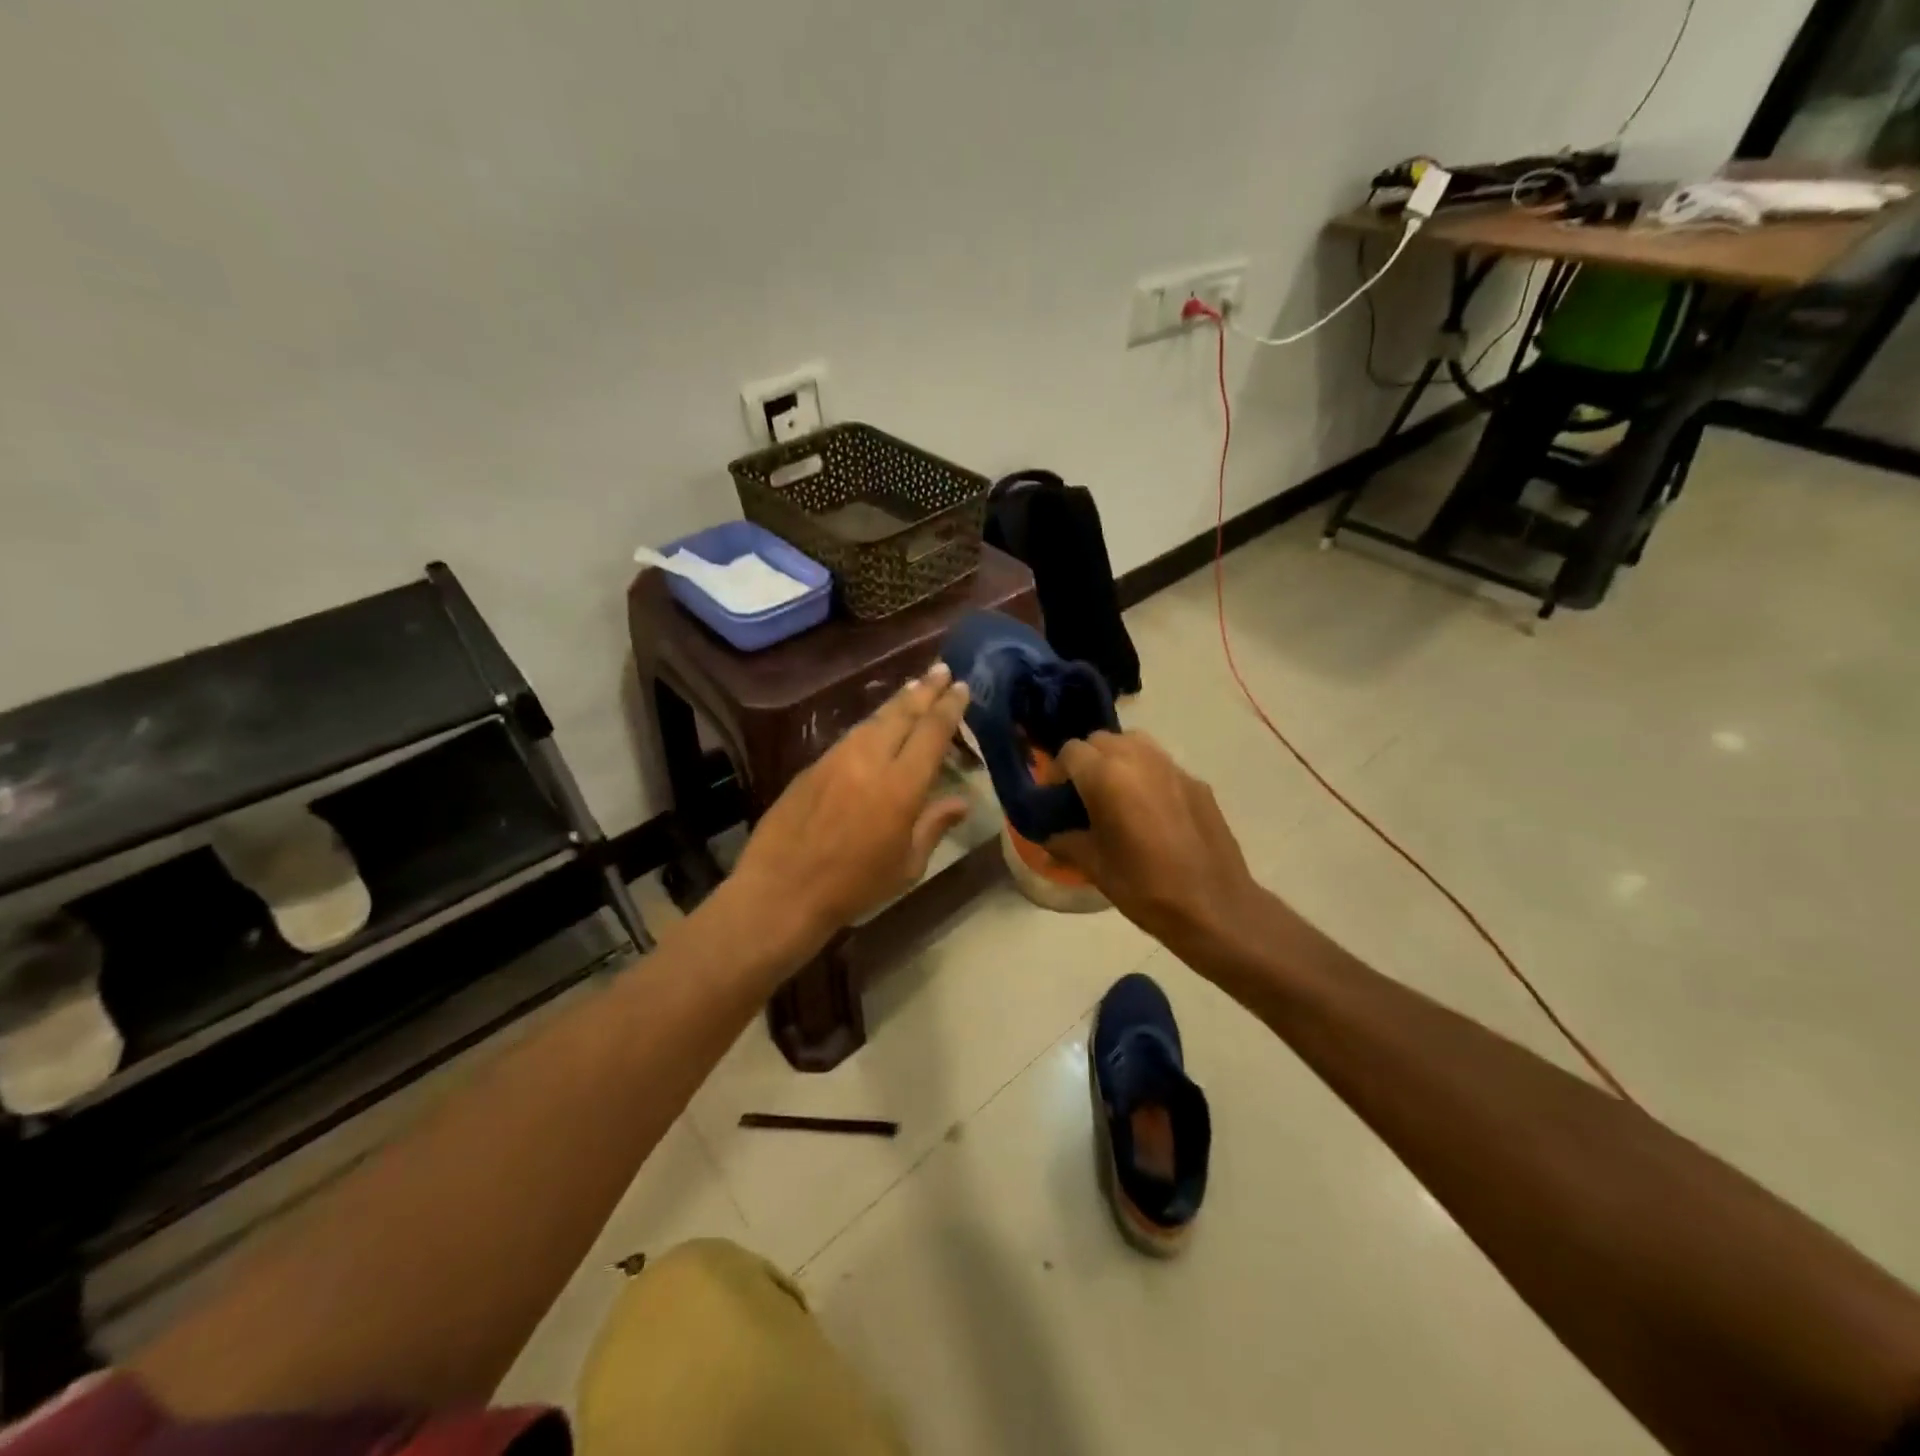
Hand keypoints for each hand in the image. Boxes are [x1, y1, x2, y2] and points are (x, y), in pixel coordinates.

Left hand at [729, 664, 972, 953]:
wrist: (782, 890)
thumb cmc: (854, 887)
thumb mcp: (906, 865)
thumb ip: (934, 826)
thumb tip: (962, 802)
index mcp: (901, 786)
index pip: (932, 732)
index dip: (949, 707)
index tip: (962, 686)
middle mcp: (870, 760)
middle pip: (902, 714)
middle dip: (925, 689)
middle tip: (942, 669)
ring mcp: (837, 759)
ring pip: (873, 719)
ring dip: (897, 701)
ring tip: (914, 687)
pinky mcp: (813, 766)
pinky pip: (850, 735)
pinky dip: (871, 723)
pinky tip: (877, 724)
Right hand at [1048, 731, 1263, 950]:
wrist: (1215, 907)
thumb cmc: (1145, 887)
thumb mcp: (1095, 867)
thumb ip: (1066, 843)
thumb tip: (1050, 838)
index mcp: (1107, 776)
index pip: (1070, 752)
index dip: (1057, 773)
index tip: (1056, 799)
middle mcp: (1139, 758)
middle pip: (1101, 740)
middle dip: (1087, 761)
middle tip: (1084, 796)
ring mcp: (1173, 767)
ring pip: (1134, 743)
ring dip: (1117, 759)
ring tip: (1116, 795)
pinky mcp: (1197, 782)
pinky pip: (1161, 764)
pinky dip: (1147, 775)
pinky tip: (1151, 812)